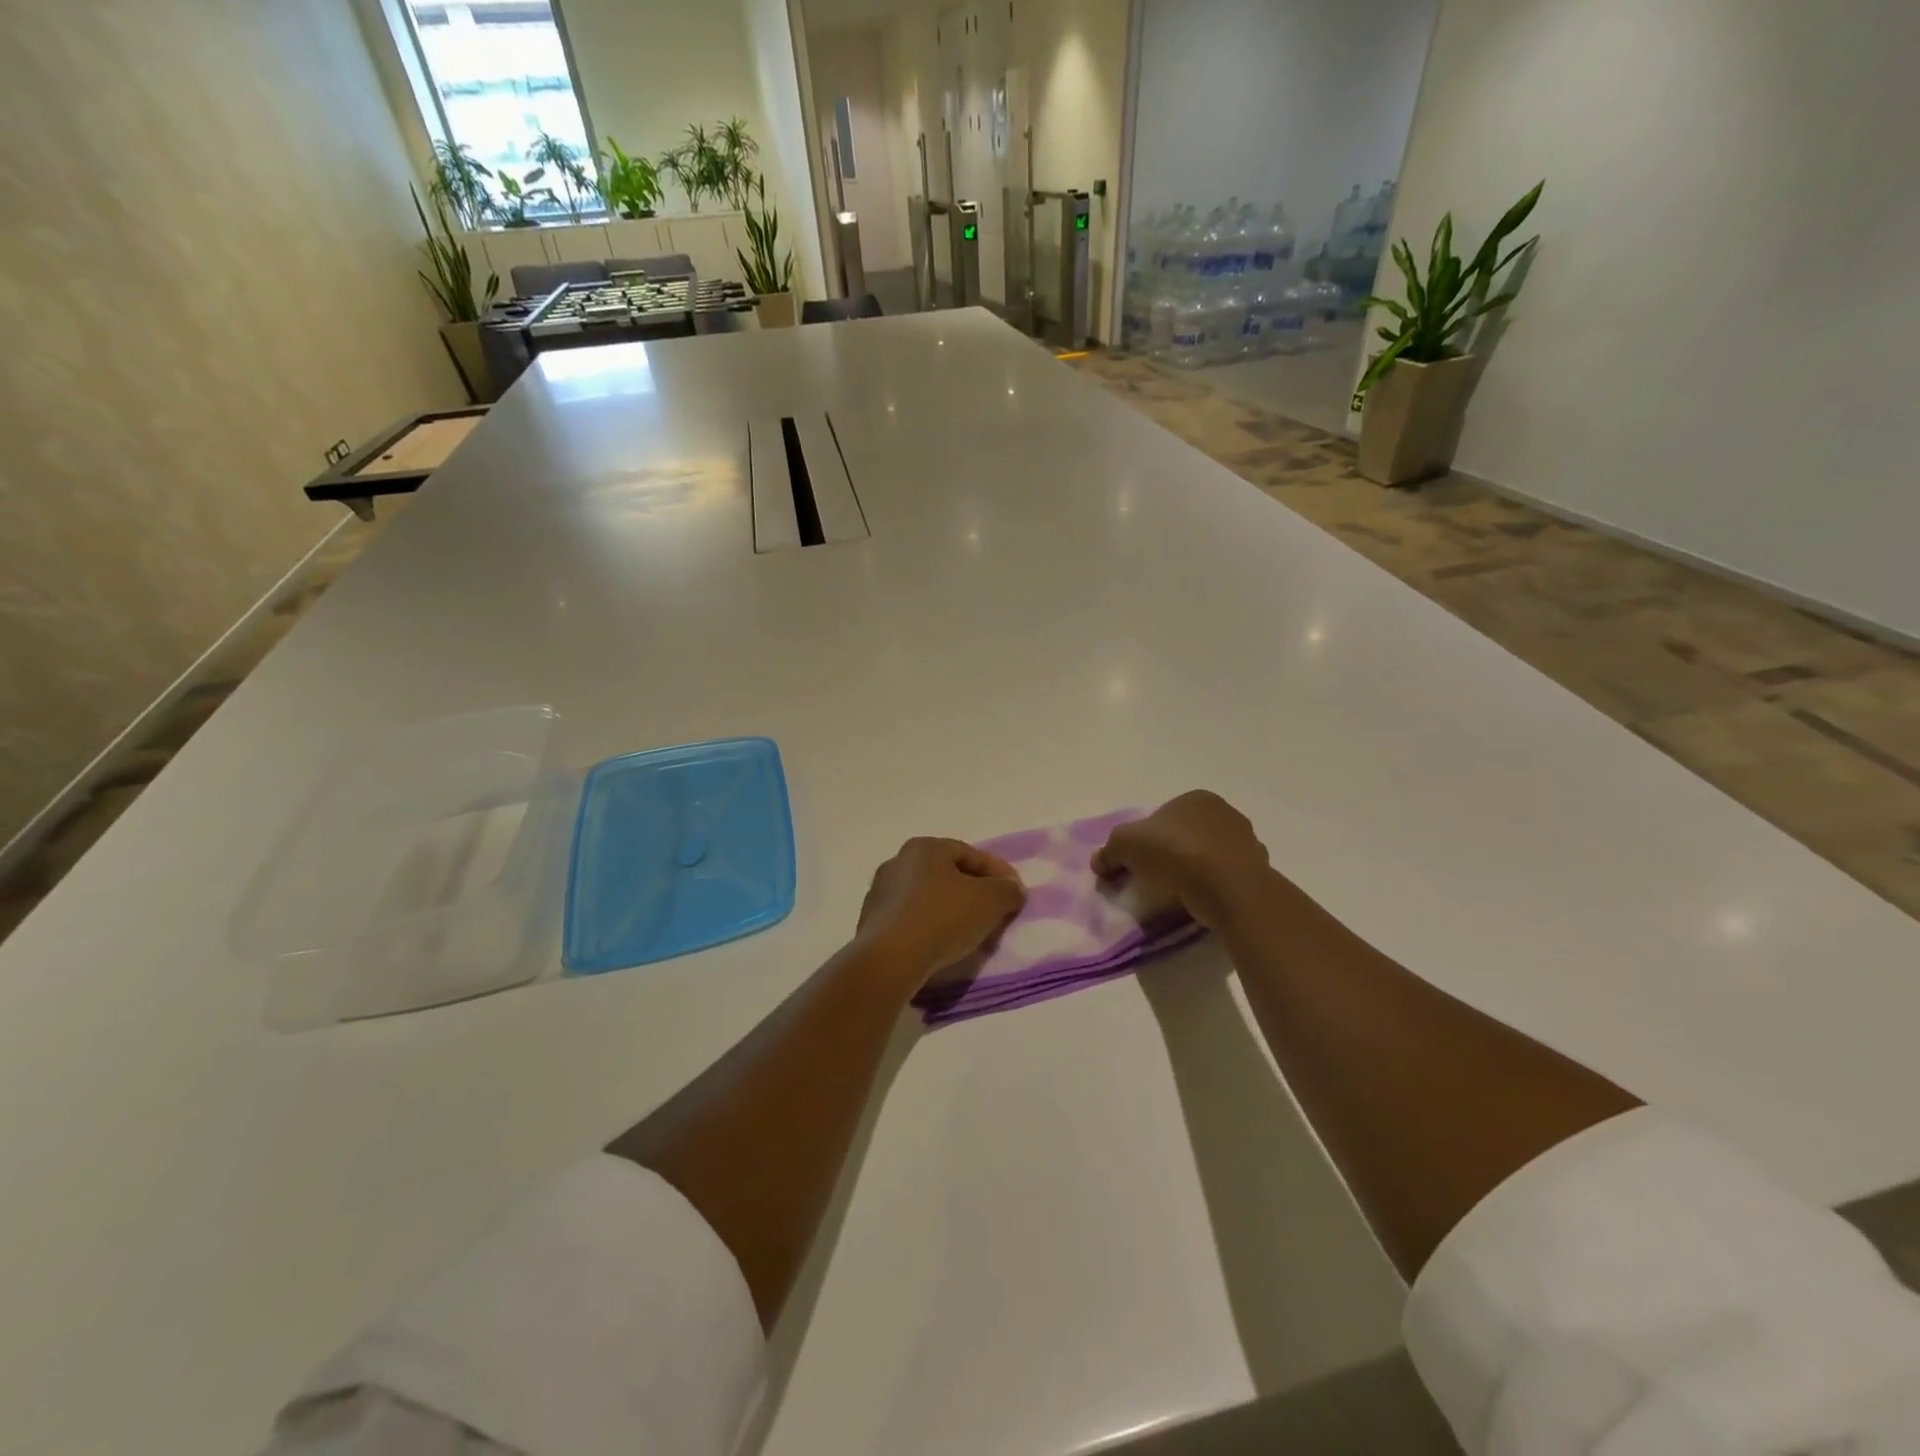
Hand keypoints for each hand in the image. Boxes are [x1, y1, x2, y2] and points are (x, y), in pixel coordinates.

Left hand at [856, 838, 1026, 984]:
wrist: (889, 960)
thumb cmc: (942, 918)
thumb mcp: (990, 901)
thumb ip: (1008, 890)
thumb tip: (1012, 889)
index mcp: (924, 848)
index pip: (971, 854)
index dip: (998, 873)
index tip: (1015, 894)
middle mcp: (898, 862)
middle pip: (948, 875)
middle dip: (975, 893)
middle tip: (995, 913)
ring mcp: (880, 893)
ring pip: (929, 898)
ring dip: (952, 911)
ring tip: (971, 934)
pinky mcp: (872, 923)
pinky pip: (912, 920)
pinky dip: (931, 928)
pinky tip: (942, 946)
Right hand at [1091, 791, 1271, 929]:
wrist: (1229, 888)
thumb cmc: (1176, 853)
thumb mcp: (1126, 845)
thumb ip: (1109, 851)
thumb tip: (1099, 862)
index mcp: (1195, 799)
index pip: (1163, 816)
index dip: (1145, 840)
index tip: (1135, 863)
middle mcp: (1225, 813)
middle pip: (1186, 835)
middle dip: (1170, 854)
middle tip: (1154, 879)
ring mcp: (1246, 842)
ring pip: (1208, 856)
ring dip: (1194, 870)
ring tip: (1177, 894)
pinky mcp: (1258, 871)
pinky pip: (1225, 878)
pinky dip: (1213, 887)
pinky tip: (1201, 901)